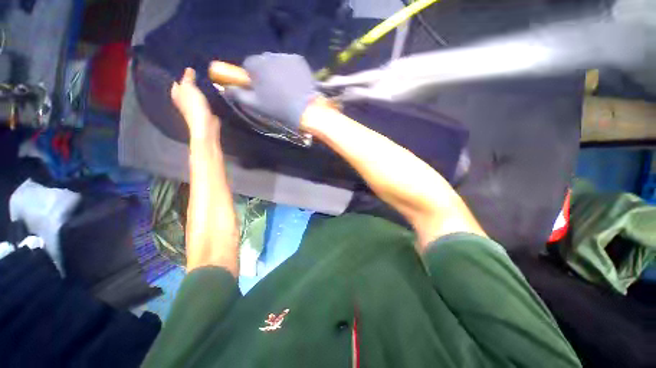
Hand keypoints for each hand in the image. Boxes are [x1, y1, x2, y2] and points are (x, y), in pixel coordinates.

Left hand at [171, 68, 219, 139]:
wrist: (206, 124)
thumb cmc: (194, 105)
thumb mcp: (189, 87)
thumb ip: (188, 78)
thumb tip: (189, 69)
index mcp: (176, 93)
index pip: (177, 81)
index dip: (183, 74)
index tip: (191, 67)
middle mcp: (184, 99)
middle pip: (188, 87)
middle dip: (195, 81)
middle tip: (203, 73)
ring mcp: (195, 106)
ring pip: (198, 93)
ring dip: (203, 89)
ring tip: (211, 81)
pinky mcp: (205, 110)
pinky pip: (207, 100)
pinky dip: (210, 96)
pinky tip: (215, 92)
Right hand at [226, 53, 319, 130]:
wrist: (305, 110)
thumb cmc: (278, 108)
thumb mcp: (255, 104)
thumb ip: (238, 94)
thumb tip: (226, 88)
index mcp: (257, 65)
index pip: (248, 65)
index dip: (252, 77)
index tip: (258, 88)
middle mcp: (270, 55)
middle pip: (262, 61)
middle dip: (264, 72)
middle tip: (273, 89)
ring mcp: (287, 56)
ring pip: (276, 61)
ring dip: (277, 70)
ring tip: (285, 87)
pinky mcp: (300, 60)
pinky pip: (290, 62)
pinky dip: (290, 70)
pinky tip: (294, 83)